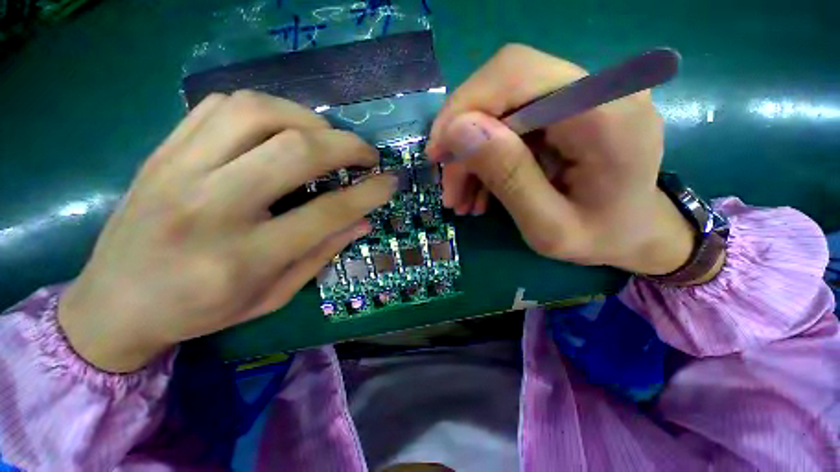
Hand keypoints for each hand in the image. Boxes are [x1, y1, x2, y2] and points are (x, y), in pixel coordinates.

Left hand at [59, 91, 395, 372]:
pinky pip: (221, 106)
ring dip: (308, 119)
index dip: (368, 193)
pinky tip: (282, 128)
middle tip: (367, 155)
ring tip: (328, 137)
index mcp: (244, 258)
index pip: (326, 213)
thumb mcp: (273, 296)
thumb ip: (322, 254)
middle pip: (295, 151)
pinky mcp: (163, 152)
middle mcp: (211, 208)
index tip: (390, 182)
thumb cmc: (200, 311)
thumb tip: (363, 221)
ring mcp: (179, 172)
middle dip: (346, 146)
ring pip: (257, 112)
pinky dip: (267, 109)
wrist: (114, 303)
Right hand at [425, 45, 694, 274]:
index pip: (516, 74)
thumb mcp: (549, 227)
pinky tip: (480, 190)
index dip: (465, 107)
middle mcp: (598, 88)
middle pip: (503, 84)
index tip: (438, 154)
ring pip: (500, 105)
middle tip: (450, 187)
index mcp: (606, 113)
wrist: (637, 232)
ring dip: (472, 154)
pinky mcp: (567, 108)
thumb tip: (458, 132)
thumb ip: (509, 177)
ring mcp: (582, 94)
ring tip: (463, 199)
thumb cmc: (601, 238)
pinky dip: (486, 156)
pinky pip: (510, 121)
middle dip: (463, 136)